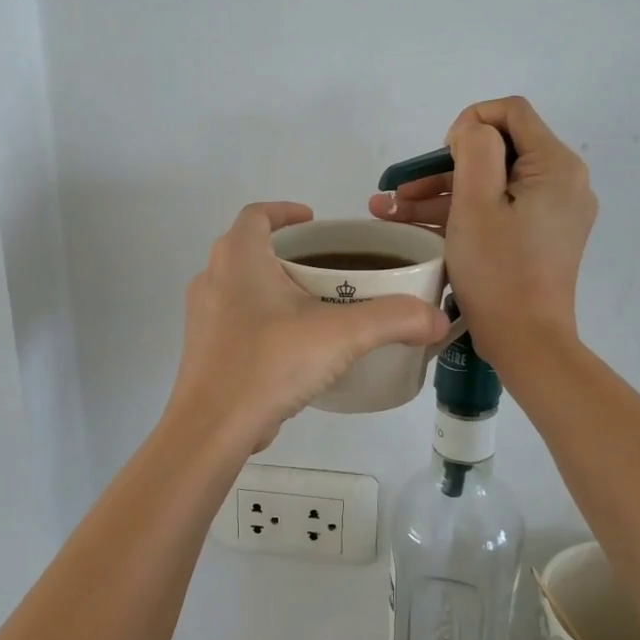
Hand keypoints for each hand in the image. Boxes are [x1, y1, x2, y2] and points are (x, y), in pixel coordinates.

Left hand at [167, 203, 451, 450]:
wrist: (212, 427)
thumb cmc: (270, 362)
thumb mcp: (342, 335)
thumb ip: (394, 319)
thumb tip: (437, 319)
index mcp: (239, 257)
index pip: (257, 214)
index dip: (285, 211)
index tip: (314, 221)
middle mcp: (213, 277)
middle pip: (250, 248)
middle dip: (287, 252)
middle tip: (326, 267)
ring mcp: (203, 315)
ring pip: (240, 285)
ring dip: (273, 286)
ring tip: (314, 305)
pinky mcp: (203, 348)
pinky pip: (235, 318)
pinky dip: (262, 318)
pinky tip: (292, 346)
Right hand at [368, 97, 595, 367]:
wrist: (526, 342)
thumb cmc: (498, 271)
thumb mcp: (476, 202)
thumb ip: (474, 149)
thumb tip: (472, 131)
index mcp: (556, 165)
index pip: (511, 112)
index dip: (469, 123)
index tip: (440, 157)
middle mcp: (563, 182)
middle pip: (497, 152)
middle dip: (442, 168)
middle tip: (398, 191)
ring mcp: (553, 212)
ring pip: (492, 184)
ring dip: (441, 194)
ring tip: (389, 212)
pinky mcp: (540, 236)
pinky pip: (499, 210)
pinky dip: (461, 214)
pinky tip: (414, 225)